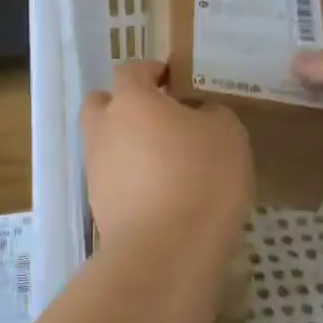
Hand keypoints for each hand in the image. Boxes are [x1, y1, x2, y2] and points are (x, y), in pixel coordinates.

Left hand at [81, 61, 252, 247]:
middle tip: (159, 119)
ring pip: (106, 144)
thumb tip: (198, 115)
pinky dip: (132, 180)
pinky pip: (114, 180)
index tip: (174, 81)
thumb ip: (210, 113)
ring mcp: (96, 169)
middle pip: (101, 105)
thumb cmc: (200, 177)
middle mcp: (103, 129)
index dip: (151, 72)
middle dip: (124, 106)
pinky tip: (164, 195)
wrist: (166, 250)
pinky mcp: (99, 206)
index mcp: (130, 101)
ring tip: (168, 163)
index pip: (131, 71)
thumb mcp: (227, 133)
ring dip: (128, 146)